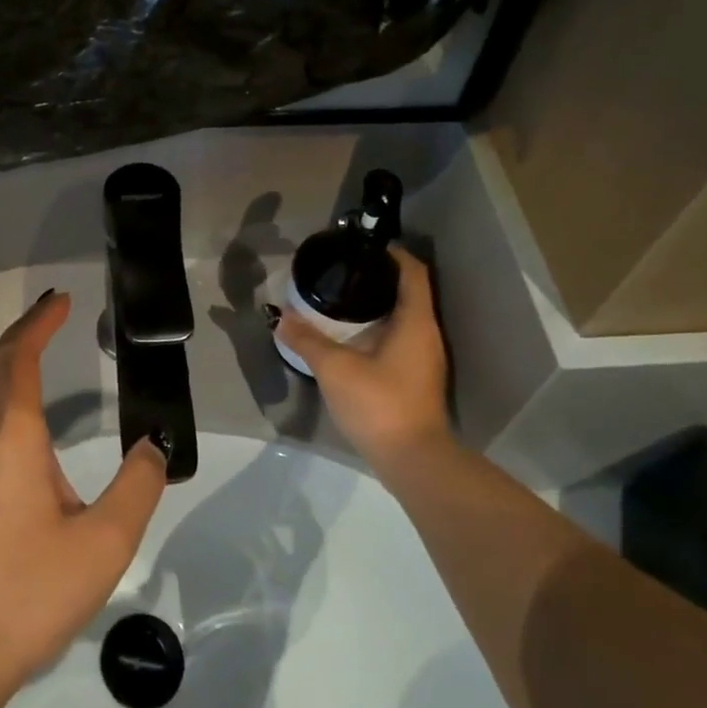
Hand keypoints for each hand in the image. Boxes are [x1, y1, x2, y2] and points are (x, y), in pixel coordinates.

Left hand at [0, 289, 167, 698]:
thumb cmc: (27, 593)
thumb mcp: (103, 544)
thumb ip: (136, 488)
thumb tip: (153, 447)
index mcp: (12, 439)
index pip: (22, 360)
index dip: (40, 324)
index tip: (63, 301)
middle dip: (21, 334)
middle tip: (51, 315)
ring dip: (8, 364)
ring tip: (37, 354)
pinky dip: (2, 396)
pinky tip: (21, 425)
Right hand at [278, 243, 450, 471]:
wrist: (414, 462)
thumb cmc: (379, 404)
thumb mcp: (335, 368)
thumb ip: (306, 339)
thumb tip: (280, 316)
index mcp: (415, 321)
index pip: (412, 272)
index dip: (392, 253)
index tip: (362, 245)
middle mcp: (426, 334)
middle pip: (408, 291)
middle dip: (378, 277)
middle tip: (342, 270)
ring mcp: (424, 359)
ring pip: (404, 317)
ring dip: (377, 304)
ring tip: (341, 298)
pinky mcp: (417, 379)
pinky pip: (400, 338)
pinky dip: (379, 328)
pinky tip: (352, 337)